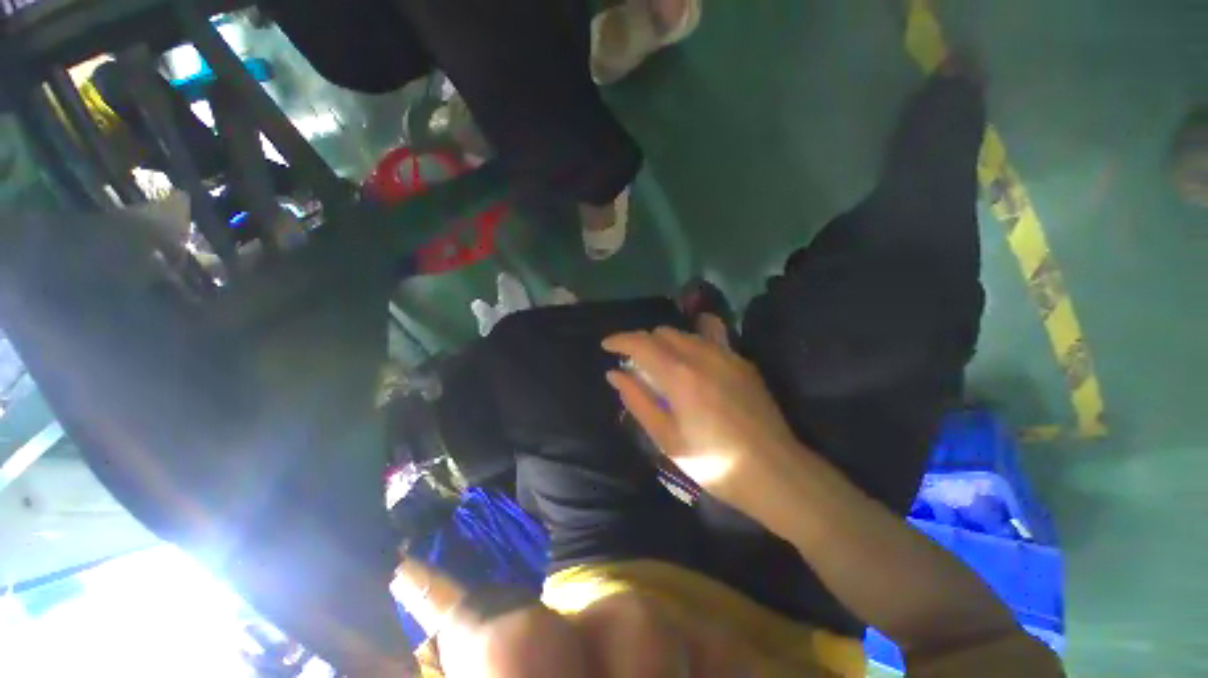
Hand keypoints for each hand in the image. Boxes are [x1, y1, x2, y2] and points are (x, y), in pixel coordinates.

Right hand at [602, 317, 807, 517]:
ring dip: (666, 343)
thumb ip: (638, 400)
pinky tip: (691, 366)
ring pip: (686, 333)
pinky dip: (691, 345)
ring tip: (662, 365)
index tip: (607, 346)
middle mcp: (703, 355)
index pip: (641, 343)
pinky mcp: (743, 362)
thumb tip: (614, 374)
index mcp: (680, 375)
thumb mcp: (666, 438)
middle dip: (643, 342)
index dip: (620, 340)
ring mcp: (727, 356)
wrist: (775, 472)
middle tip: (636, 365)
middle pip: (663, 332)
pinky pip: (709, 340)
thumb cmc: (713, 463)